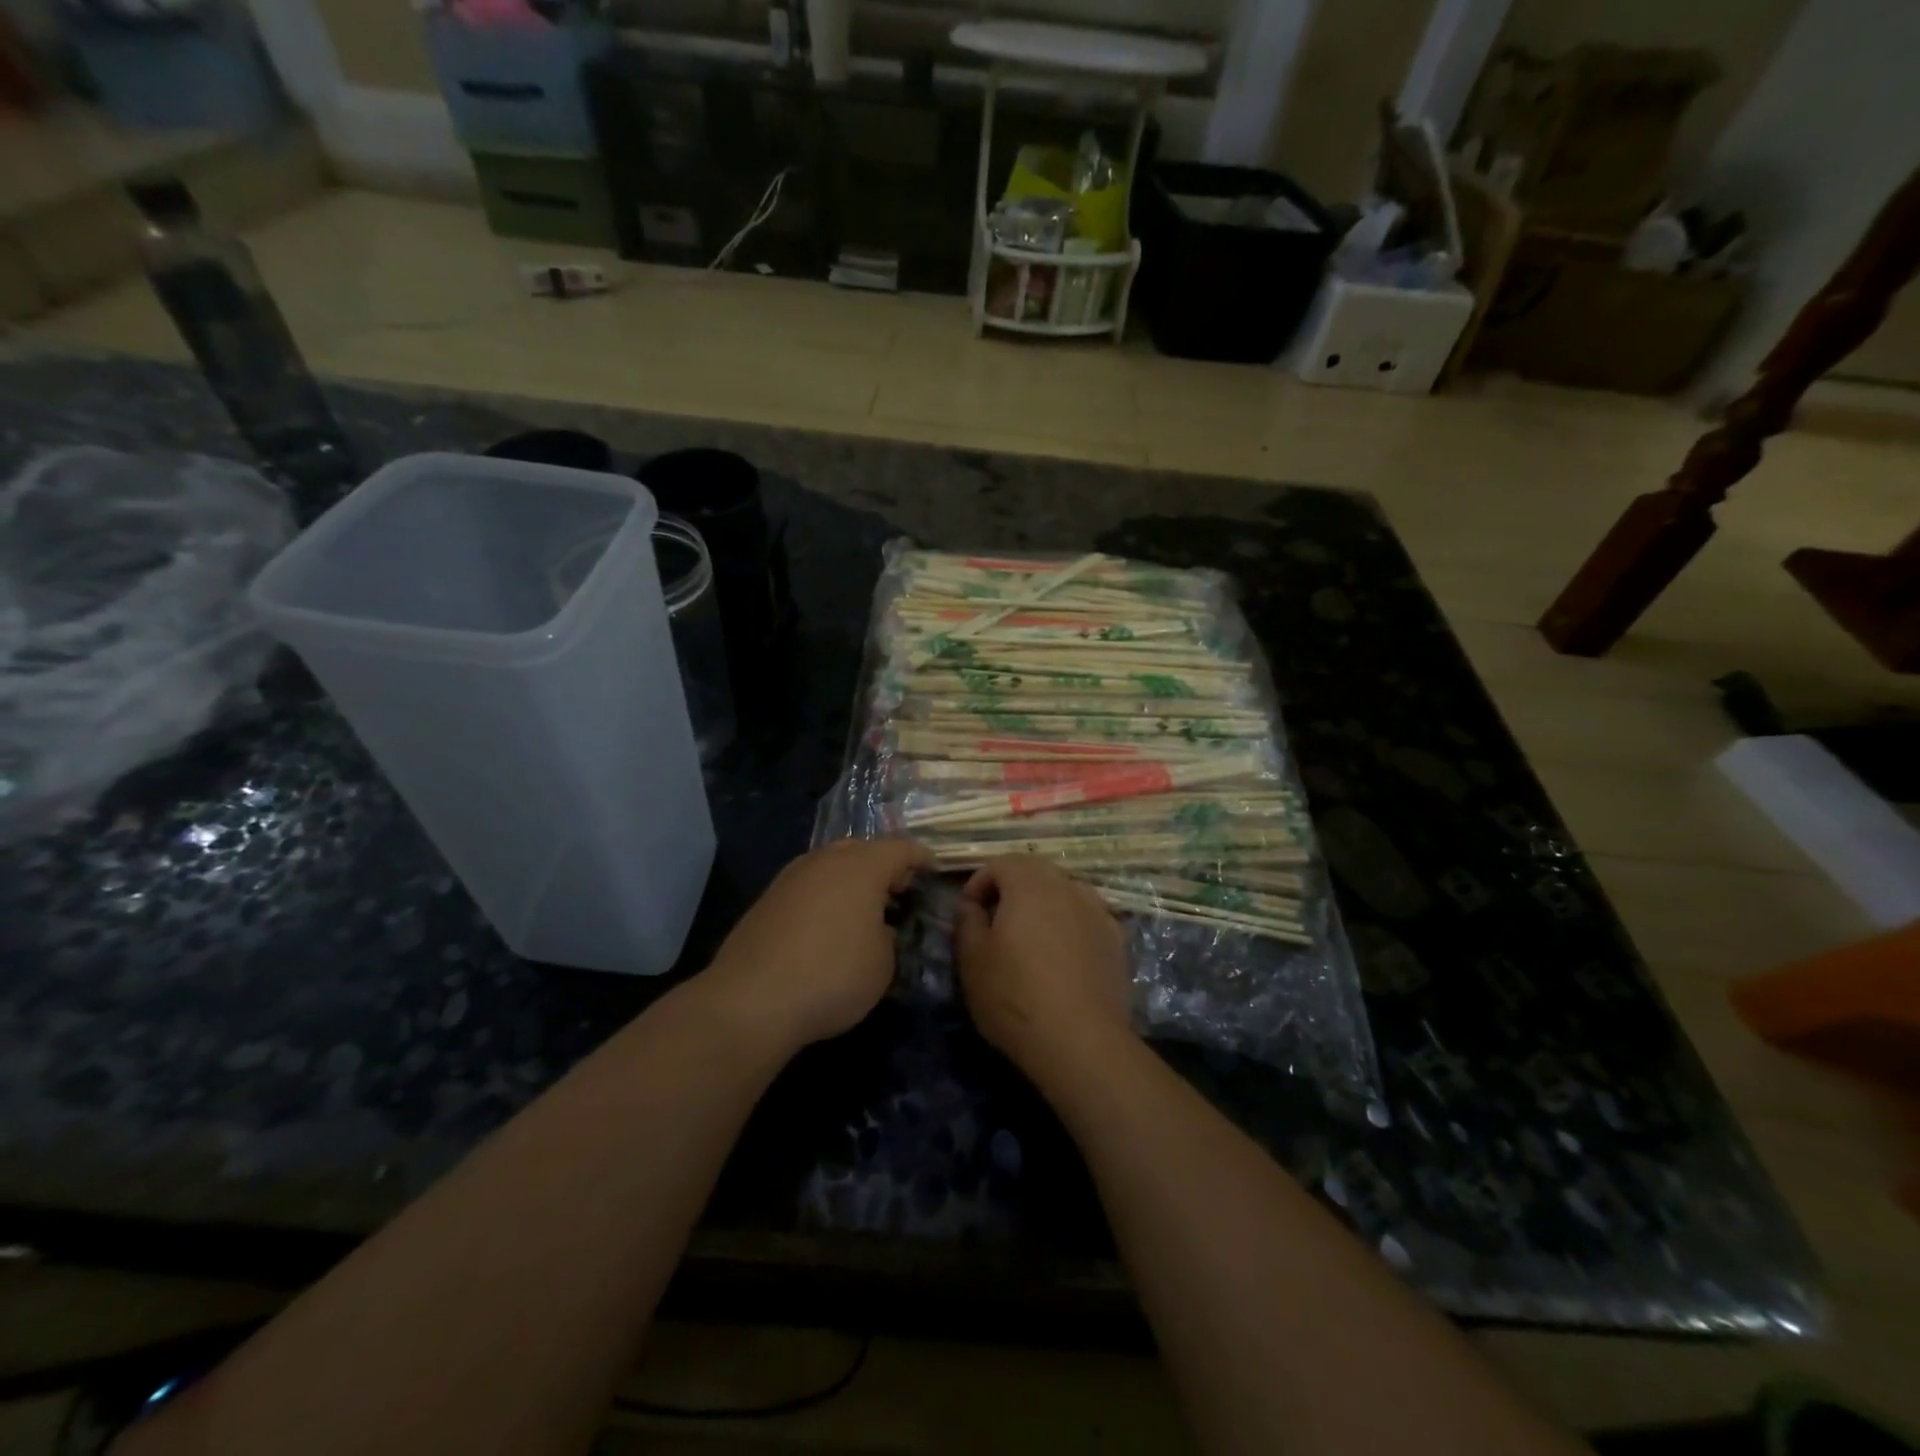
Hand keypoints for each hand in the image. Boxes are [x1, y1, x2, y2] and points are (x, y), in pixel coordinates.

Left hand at [700, 838, 928, 1050]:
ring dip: (850, 879)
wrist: (751, 999)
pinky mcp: (767, 899)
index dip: (920, 858)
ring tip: (862, 909)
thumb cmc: (833, 976)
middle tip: (897, 891)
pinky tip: (826, 924)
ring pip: (830, 864)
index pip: (900, 849)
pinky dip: (824, 895)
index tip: (933, 870)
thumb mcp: (883, 964)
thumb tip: (876, 927)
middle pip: (862, 849)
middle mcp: (826, 861)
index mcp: (862, 867)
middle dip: (882, 865)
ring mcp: (791, 877)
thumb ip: (887, 936)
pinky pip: (808, 884)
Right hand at [953, 856, 1133, 1077]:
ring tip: (1031, 938)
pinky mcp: (1116, 939)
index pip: (999, 863)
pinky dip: (1070, 924)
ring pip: (1064, 891)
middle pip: (1035, 871)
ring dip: (1043, 904)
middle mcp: (1067, 886)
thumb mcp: (972, 960)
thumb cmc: (1016, 997)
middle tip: (995, 923)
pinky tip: (1062, 956)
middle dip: (1011, 888)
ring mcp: (1097, 911)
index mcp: (1030, 884)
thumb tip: (971, 905)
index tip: (968, 913)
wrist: (1081, 1042)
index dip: (978, 883)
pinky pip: (1086, 916)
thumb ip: (967, 921)